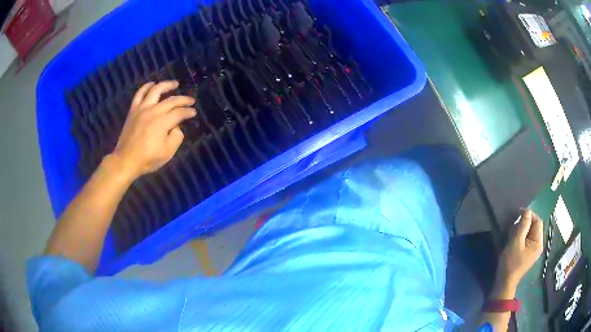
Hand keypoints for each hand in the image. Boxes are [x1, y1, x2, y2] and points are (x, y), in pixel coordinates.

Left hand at [109, 81, 195, 178]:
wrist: (125, 160)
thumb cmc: (147, 159)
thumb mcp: (168, 153)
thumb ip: (176, 137)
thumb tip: (177, 127)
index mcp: (163, 122)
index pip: (179, 112)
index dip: (188, 111)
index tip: (194, 112)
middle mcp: (154, 111)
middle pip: (171, 100)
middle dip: (183, 99)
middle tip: (191, 100)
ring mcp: (142, 109)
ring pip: (156, 90)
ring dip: (167, 85)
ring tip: (174, 84)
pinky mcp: (133, 110)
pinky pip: (139, 93)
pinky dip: (146, 86)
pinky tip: (152, 84)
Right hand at [497, 210, 543, 287]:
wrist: (504, 283)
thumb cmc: (511, 262)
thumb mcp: (516, 242)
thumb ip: (523, 225)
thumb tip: (527, 210)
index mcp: (538, 242)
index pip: (538, 221)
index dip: (529, 215)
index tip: (518, 213)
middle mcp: (538, 245)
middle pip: (534, 227)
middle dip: (525, 223)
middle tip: (513, 224)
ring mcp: (533, 250)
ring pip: (530, 233)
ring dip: (522, 229)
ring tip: (512, 232)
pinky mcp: (527, 254)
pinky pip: (527, 239)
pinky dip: (521, 236)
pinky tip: (513, 240)